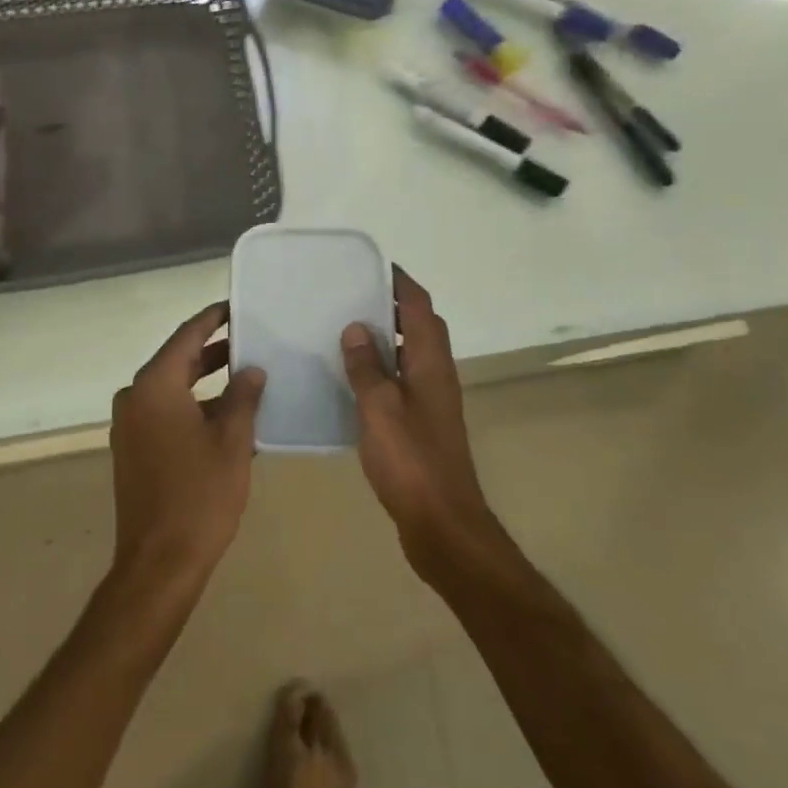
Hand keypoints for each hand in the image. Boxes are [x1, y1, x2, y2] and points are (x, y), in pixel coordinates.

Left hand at [108, 303, 265, 593]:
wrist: (159, 562)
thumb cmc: (200, 495)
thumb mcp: (231, 441)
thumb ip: (243, 397)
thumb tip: (251, 370)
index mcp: (155, 386)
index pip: (186, 337)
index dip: (211, 319)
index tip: (234, 307)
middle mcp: (135, 397)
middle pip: (176, 361)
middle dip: (212, 351)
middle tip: (249, 341)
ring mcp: (129, 425)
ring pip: (171, 389)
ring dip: (204, 382)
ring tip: (245, 376)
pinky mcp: (132, 449)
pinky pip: (164, 413)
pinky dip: (192, 407)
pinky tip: (225, 415)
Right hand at [340, 269, 497, 571]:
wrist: (442, 522)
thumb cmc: (410, 460)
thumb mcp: (379, 408)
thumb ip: (366, 367)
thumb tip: (355, 327)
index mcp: (430, 363)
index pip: (419, 307)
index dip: (399, 282)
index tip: (371, 265)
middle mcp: (436, 375)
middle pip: (419, 326)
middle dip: (391, 305)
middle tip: (350, 295)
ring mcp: (432, 400)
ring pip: (410, 354)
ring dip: (385, 337)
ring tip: (345, 329)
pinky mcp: (422, 423)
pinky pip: (401, 380)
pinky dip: (381, 368)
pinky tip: (351, 379)